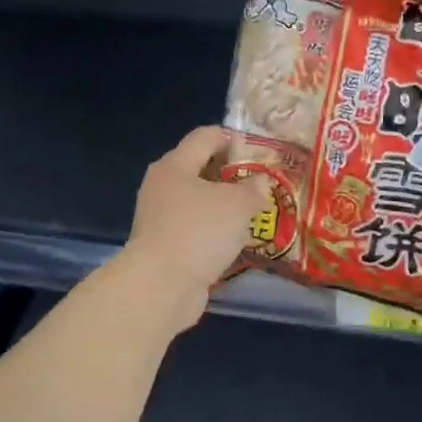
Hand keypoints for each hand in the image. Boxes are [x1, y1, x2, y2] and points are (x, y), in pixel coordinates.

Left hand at [120, 126, 270, 326]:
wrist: (161, 285)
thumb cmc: (199, 231)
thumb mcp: (238, 204)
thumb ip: (254, 189)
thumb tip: (261, 182)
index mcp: (175, 165)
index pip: (205, 137)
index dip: (233, 138)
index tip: (258, 151)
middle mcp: (162, 187)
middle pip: (200, 169)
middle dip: (231, 175)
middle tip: (260, 185)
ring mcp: (160, 219)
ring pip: (198, 203)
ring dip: (224, 207)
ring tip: (254, 214)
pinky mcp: (164, 247)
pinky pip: (195, 230)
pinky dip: (214, 232)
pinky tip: (235, 241)